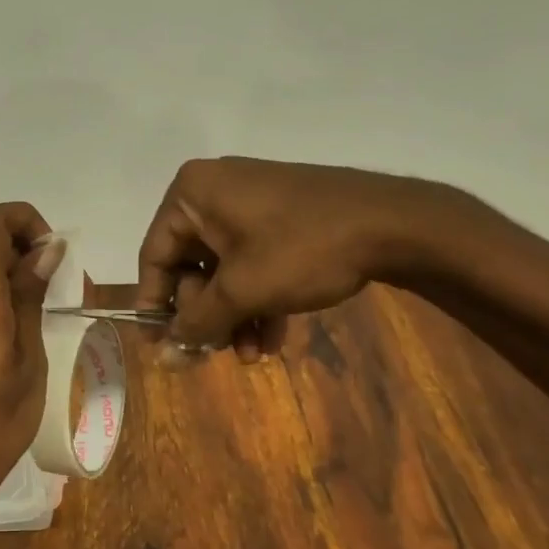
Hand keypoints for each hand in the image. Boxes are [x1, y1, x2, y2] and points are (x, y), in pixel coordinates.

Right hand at [136, 157, 467, 359]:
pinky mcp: (281, 216)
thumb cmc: (302, 248)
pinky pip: (253, 260)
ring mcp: (251, 203)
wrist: (394, 223)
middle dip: (207, 315)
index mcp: (192, 194)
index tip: (160, 345)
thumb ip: (198, 322)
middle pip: (191, 265)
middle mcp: (214, 191)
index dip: (155, 304)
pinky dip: (258, 298)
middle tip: (216, 353)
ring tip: (253, 356)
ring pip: (225, 269)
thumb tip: (164, 356)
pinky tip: (274, 338)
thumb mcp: (243, 290)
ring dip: (234, 315)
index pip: (155, 254)